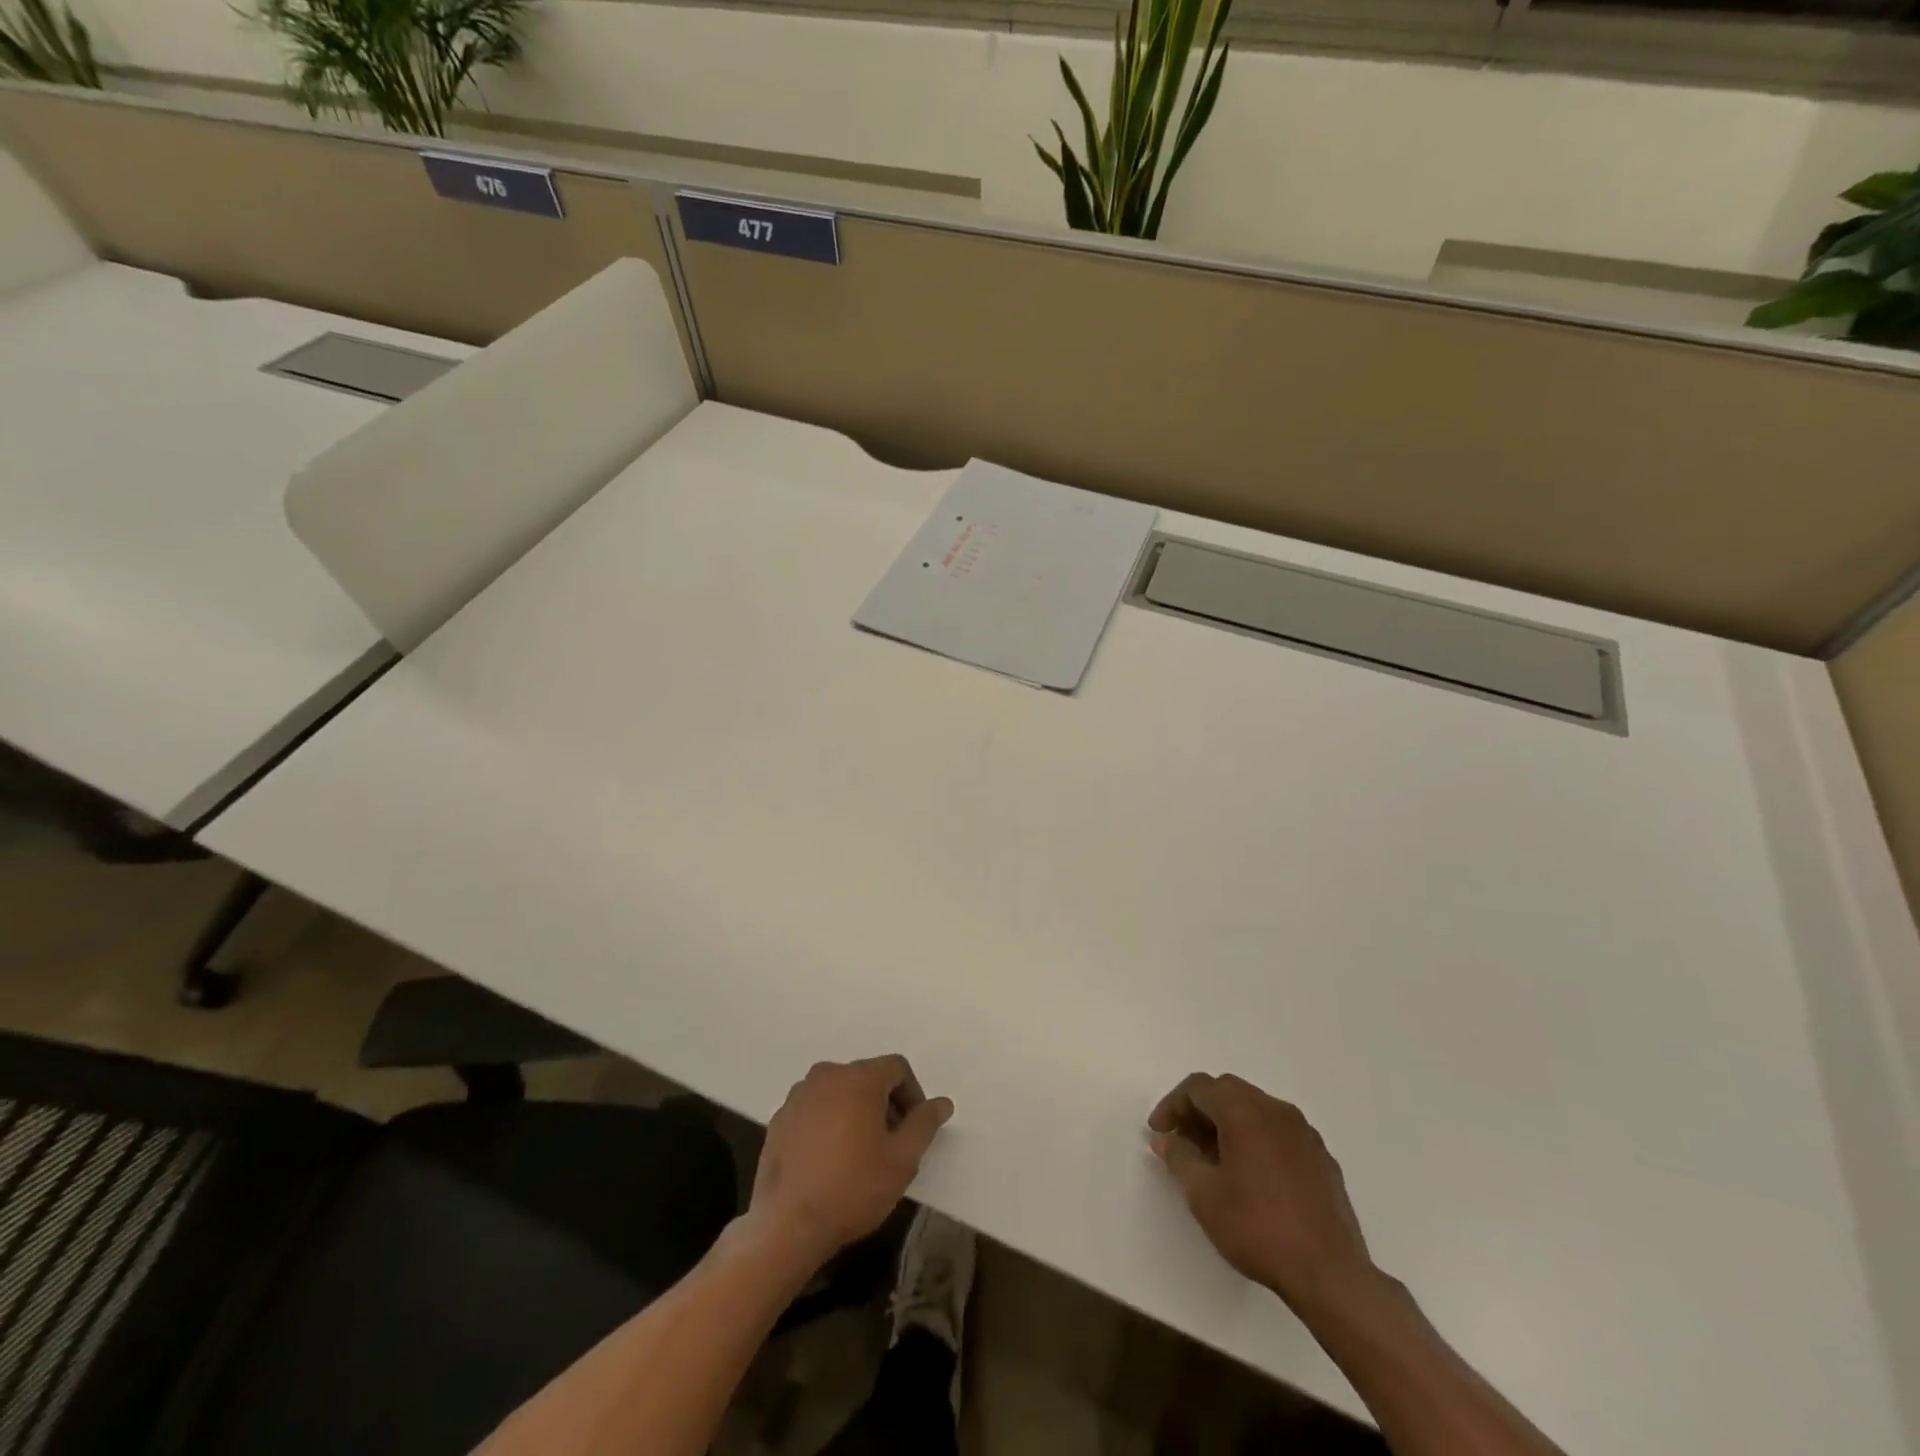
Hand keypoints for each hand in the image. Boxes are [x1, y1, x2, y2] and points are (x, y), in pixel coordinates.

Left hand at [749, 1055, 953, 1264]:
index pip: (897, 1068)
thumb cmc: (852, 1188)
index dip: (912, 1094)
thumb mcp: (902, 1160)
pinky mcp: (779, 1118)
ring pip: (839, 1093)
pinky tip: (829, 1161)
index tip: (914, 1129)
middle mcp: (827, 1075)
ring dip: (855, 1112)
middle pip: (867, 1078)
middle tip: (891, 1144)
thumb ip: (924, 1124)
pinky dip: (828, 1123)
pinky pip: (815, 1109)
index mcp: (859, 1078)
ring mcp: (798, 1096)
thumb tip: (942, 1103)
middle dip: (885, 1104)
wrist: (786, 1225)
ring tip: (860, 1154)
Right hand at [1148, 1073, 1376, 1313]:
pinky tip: (1251, 1175)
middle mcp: (1276, 1110)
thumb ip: (1179, 1157)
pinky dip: (1256, 1139)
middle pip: (1228, 1091)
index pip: (1199, 1087)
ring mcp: (1304, 1133)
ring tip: (1214, 1159)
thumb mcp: (1204, 1195)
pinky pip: (1279, 1132)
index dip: (1172, 1105)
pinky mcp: (1322, 1158)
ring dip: (1228, 1123)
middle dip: (1199, 1110)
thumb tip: (1166, 1138)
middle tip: (1182, 1141)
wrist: (1330, 1275)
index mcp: (1245, 1111)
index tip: (1159, 1133)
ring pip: (1255, 1109)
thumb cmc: (1258, 1229)